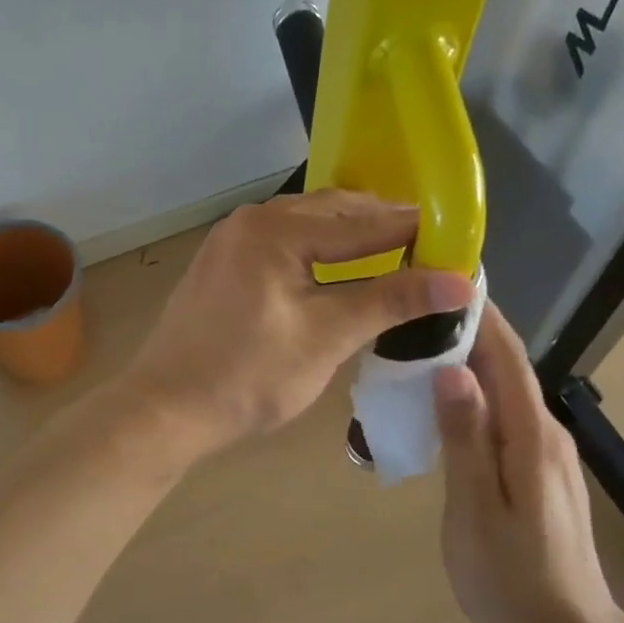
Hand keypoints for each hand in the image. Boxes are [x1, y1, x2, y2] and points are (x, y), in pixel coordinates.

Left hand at [123, 191, 473, 456]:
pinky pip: (281, 241)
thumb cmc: (249, 376)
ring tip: (391, 251)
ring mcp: (230, 240)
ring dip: (348, 235)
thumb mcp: (326, 338)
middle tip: (429, 242)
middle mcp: (251, 221)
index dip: (412, 231)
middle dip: (380, 225)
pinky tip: (336, 266)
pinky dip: (317, 248)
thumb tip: (459, 280)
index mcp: (275, 230)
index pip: (361, 224)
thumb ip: (390, 301)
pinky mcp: (221, 263)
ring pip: (305, 225)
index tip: (457, 236)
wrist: (164, 409)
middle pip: (331, 213)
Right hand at [433, 300, 616, 622]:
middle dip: (467, 330)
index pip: (506, 356)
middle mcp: (545, 433)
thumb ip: (465, 438)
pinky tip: (443, 402)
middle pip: (506, 366)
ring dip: (468, 362)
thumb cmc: (512, 579)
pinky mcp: (539, 471)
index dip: (480, 314)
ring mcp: (546, 453)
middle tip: (414, 308)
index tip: (446, 276)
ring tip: (418, 346)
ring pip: (505, 391)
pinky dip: (475, 395)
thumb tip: (452, 370)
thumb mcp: (476, 510)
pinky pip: (504, 415)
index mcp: (530, 435)